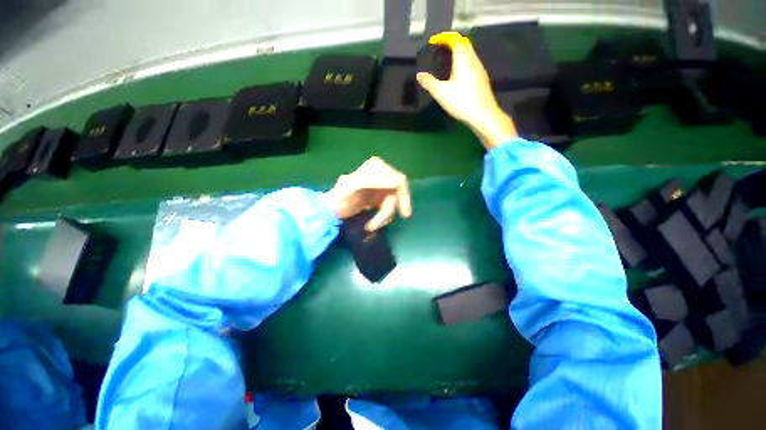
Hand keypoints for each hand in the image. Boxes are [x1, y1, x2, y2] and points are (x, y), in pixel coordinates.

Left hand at [324, 157, 411, 230]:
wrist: (332, 209)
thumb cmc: (339, 197)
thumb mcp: (352, 186)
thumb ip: (372, 181)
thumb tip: (396, 181)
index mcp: (377, 166)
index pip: (399, 180)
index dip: (404, 197)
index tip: (404, 214)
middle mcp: (383, 174)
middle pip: (398, 193)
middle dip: (390, 210)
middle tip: (387, 224)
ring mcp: (383, 186)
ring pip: (394, 203)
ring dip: (384, 217)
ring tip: (371, 225)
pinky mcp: (381, 197)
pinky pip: (390, 208)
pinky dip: (383, 218)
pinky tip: (373, 223)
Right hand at [416, 32, 517, 149]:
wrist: (483, 114)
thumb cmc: (462, 101)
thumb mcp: (441, 93)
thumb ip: (429, 83)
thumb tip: (419, 75)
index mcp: (463, 59)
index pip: (454, 39)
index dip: (443, 37)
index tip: (433, 42)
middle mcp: (473, 59)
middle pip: (463, 43)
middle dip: (451, 42)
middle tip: (439, 49)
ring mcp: (479, 69)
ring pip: (468, 53)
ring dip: (457, 52)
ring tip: (446, 61)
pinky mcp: (482, 78)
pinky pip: (471, 62)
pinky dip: (462, 61)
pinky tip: (457, 74)